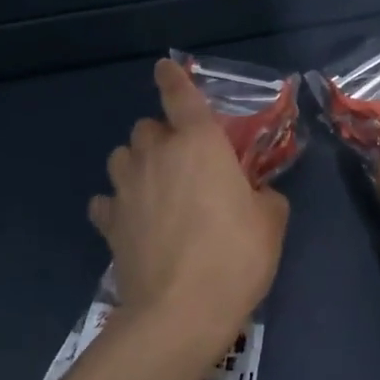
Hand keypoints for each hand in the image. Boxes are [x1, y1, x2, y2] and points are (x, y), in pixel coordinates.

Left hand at [90, 60, 289, 359]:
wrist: (180, 311)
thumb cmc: (235, 256)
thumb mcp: (271, 222)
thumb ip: (264, 196)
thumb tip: (255, 195)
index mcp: (199, 143)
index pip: (180, 95)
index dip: (173, 78)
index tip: (164, 68)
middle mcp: (157, 154)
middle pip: (146, 126)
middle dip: (162, 136)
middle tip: (182, 162)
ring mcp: (126, 187)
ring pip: (121, 156)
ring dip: (136, 164)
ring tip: (153, 187)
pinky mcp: (108, 222)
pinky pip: (108, 201)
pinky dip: (118, 205)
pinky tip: (132, 221)